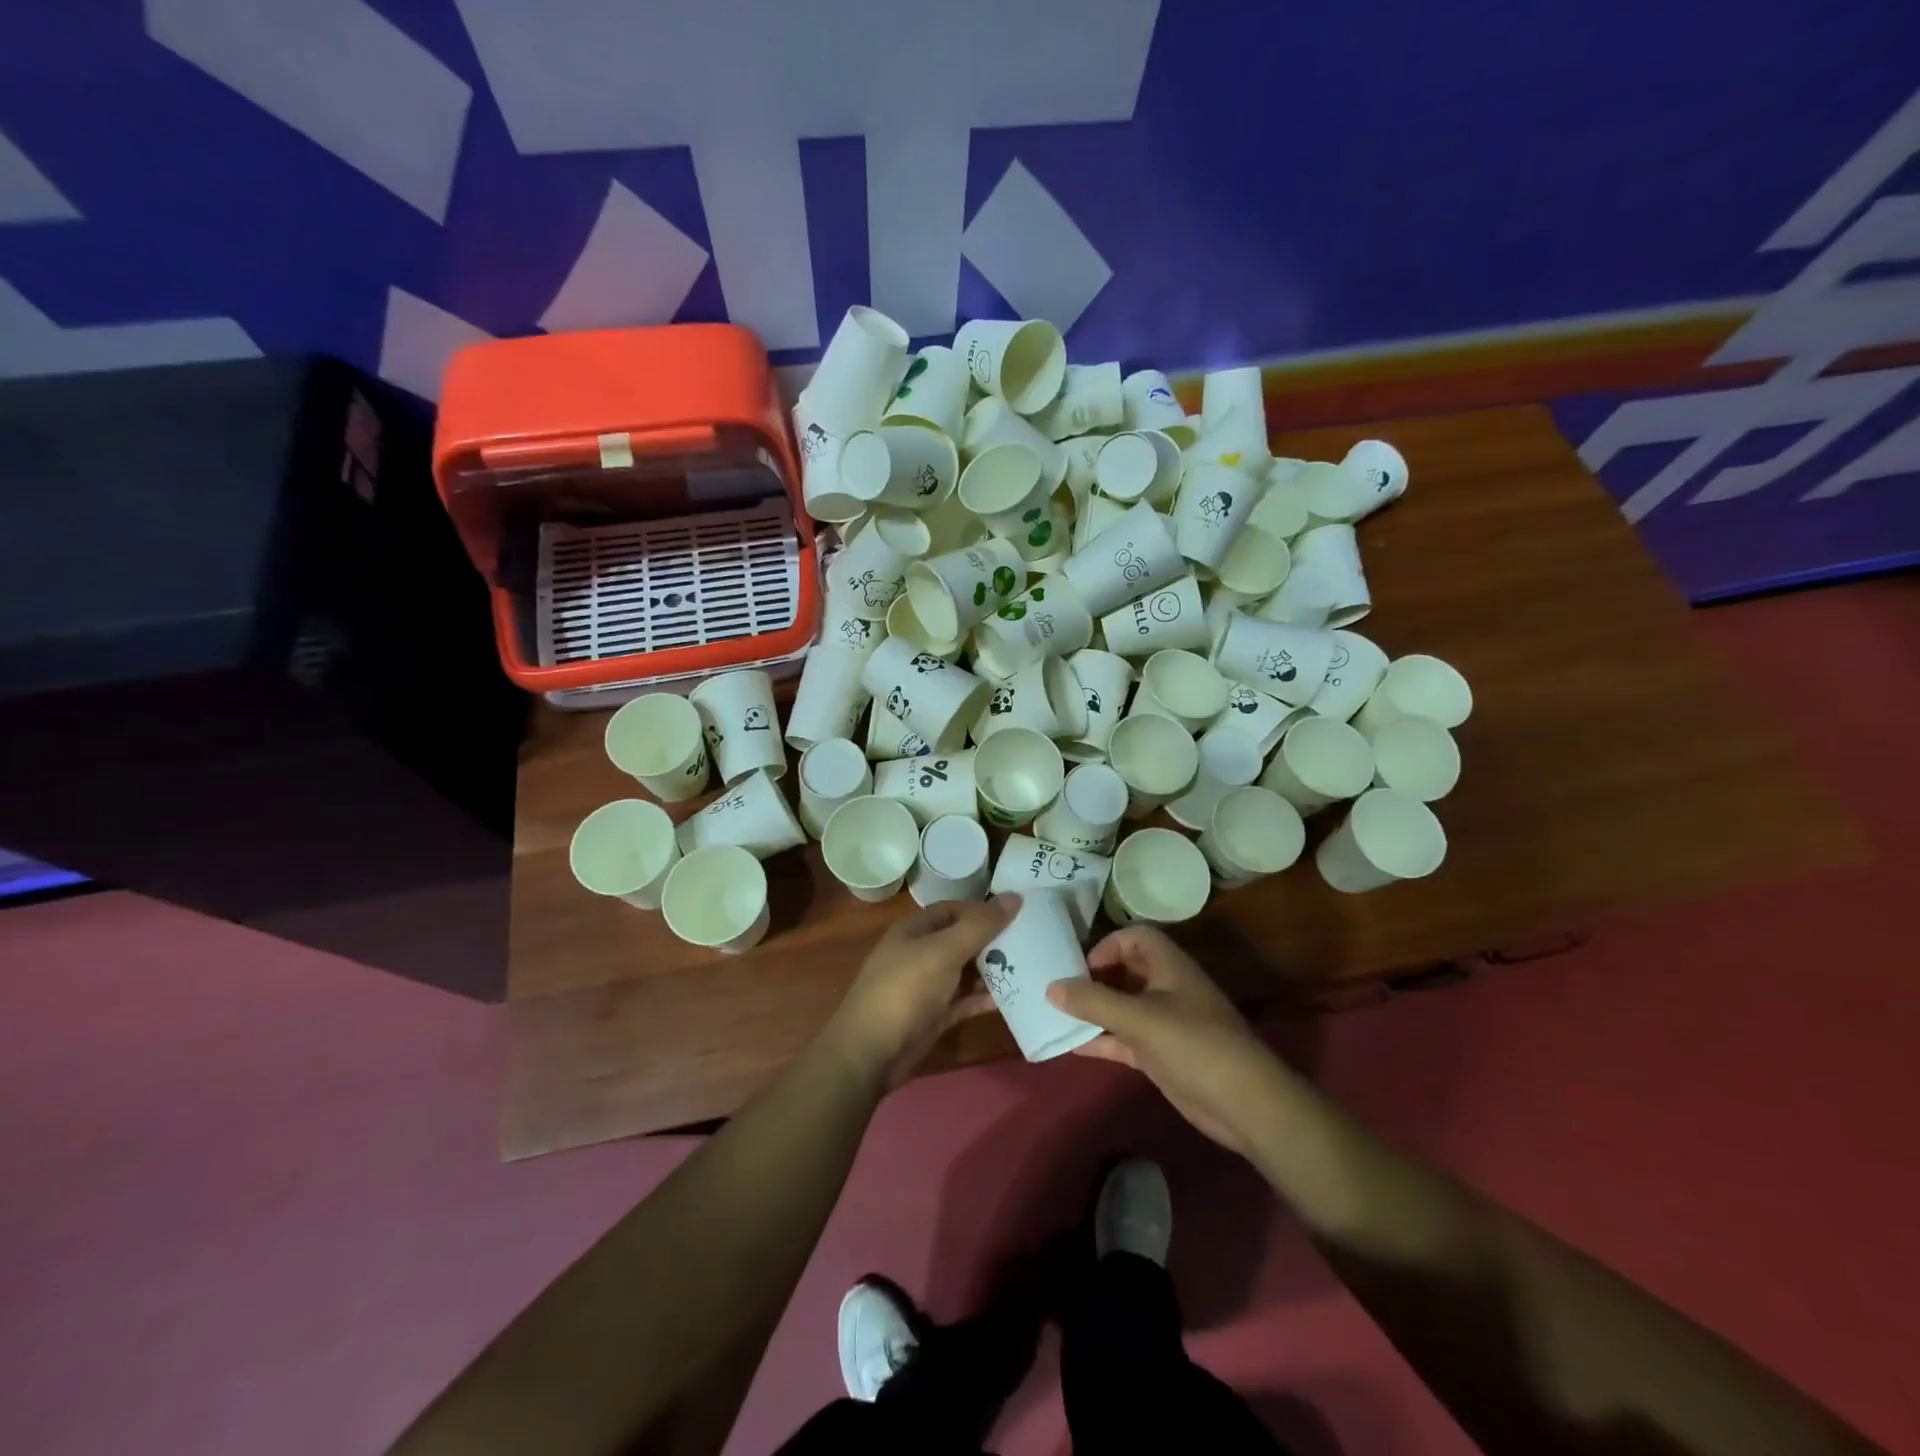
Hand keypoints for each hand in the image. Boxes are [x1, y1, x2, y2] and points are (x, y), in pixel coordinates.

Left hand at [830, 896, 1016, 1086]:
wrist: (871, 1051)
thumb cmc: (905, 989)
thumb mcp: (944, 951)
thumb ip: (980, 926)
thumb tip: (1015, 896)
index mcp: (915, 929)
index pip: (953, 909)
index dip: (982, 909)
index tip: (1017, 913)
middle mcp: (919, 953)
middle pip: (961, 939)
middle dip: (992, 940)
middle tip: (1031, 941)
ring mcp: (926, 986)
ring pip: (964, 971)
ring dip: (991, 970)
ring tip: (1029, 967)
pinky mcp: (933, 1015)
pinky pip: (964, 1000)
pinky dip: (983, 998)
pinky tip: (1012, 997)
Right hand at [1047, 926, 1285, 1156]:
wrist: (1245, 1105)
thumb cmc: (1196, 1045)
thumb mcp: (1141, 1019)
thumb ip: (1095, 1001)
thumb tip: (1050, 986)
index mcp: (1169, 967)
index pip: (1136, 938)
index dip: (1108, 945)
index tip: (1081, 967)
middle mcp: (1166, 989)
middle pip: (1125, 971)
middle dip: (1094, 977)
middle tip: (1059, 989)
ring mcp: (1163, 1023)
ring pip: (1121, 1007)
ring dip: (1093, 1010)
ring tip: (1056, 1015)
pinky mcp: (1160, 1055)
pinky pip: (1123, 1039)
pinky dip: (1101, 1040)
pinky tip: (1071, 1046)